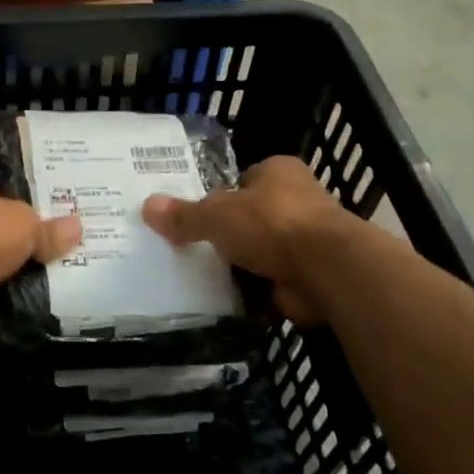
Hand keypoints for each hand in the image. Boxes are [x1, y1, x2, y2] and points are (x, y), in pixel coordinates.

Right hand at [143, 156, 351, 324]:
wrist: (327, 270)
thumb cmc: (271, 224)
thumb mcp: (216, 215)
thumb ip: (184, 215)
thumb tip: (147, 206)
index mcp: (279, 172)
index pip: (244, 179)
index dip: (221, 195)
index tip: (197, 215)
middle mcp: (297, 201)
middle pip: (252, 217)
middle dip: (229, 234)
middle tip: (190, 248)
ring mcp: (307, 240)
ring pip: (262, 252)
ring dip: (241, 266)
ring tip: (200, 276)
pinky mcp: (309, 275)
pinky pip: (271, 283)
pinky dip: (253, 294)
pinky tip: (224, 301)